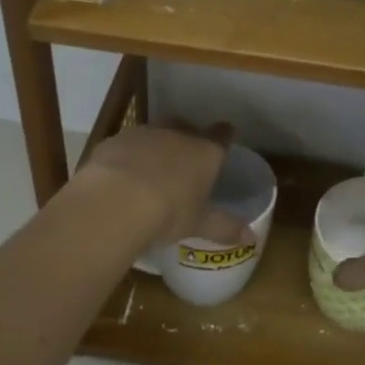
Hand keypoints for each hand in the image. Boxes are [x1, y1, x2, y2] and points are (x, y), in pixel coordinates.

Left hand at [73, 122, 248, 248]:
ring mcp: (143, 135)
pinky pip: (125, 146)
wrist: (116, 201)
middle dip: (186, 136)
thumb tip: (251, 238)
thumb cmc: (169, 212)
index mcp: (204, 152)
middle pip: (185, 126)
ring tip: (150, 169)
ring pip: (153, 134)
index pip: (221, 136)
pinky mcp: (113, 142)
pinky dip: (126, 157)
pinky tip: (120, 176)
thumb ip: (224, 228)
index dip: (224, 135)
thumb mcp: (199, 224)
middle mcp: (176, 135)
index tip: (225, 134)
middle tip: (185, 156)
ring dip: (154, 146)